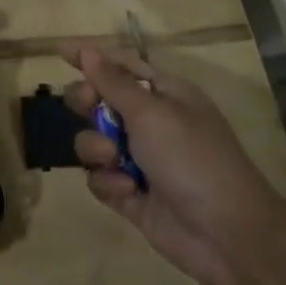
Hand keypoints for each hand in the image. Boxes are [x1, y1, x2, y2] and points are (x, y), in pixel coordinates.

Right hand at [65, 43, 285, 284]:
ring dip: (96, 147)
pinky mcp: (130, 194)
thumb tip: (88, 50)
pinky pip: (100, 178)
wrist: (227, 234)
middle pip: (100, 100)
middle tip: (86, 107)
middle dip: (87, 103)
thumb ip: (113, 82)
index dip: (91, 56)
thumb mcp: (151, 112)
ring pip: (93, 141)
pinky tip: (127, 191)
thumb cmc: (192, 158)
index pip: (120, 64)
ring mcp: (139, 159)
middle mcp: (150, 122)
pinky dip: (108, 182)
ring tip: (113, 158)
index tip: (59, 50)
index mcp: (164, 94)